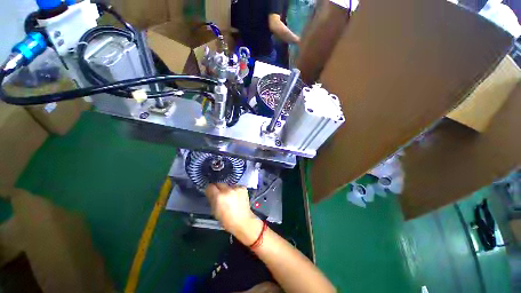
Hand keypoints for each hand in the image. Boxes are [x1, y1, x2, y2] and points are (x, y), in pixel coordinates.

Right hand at [205, 183, 262, 244]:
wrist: (243, 221)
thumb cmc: (227, 220)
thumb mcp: (215, 212)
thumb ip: (212, 200)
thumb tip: (210, 193)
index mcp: (219, 197)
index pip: (210, 187)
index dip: (210, 190)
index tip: (210, 192)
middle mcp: (228, 190)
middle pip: (219, 184)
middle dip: (218, 188)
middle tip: (220, 195)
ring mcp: (237, 188)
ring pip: (228, 185)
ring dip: (227, 189)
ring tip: (230, 197)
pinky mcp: (243, 188)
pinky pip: (236, 187)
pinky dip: (235, 190)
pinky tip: (237, 197)